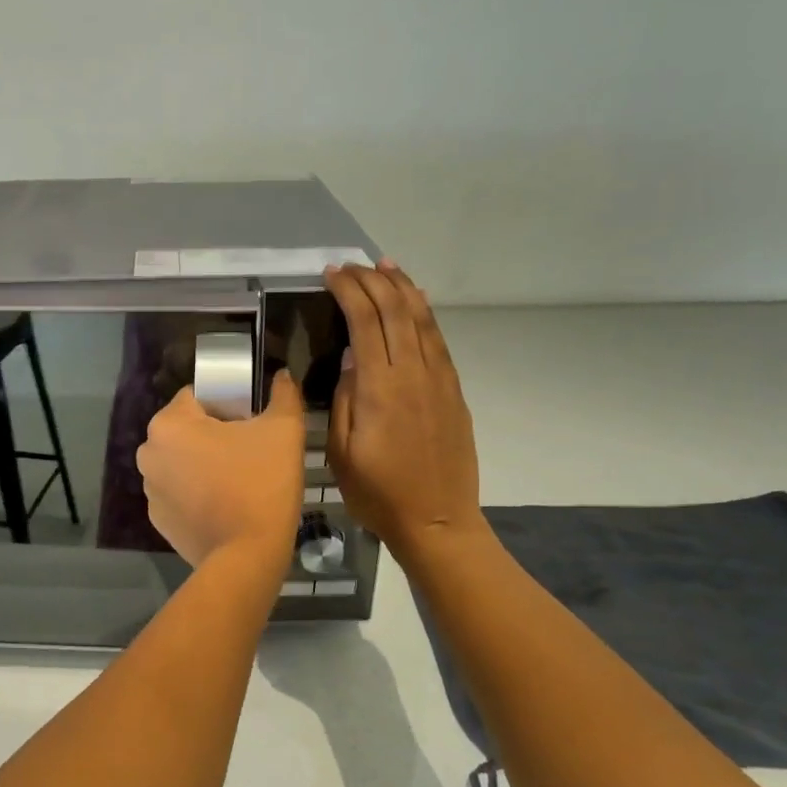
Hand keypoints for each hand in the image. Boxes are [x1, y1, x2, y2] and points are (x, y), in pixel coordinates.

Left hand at [138, 371, 305, 571]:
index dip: (227, 404)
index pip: (197, 396)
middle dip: (213, 435)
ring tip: (238, 482)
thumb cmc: (262, 484)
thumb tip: (282, 376)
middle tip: (249, 452)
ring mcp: (149, 489)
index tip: (251, 423)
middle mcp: (149, 452)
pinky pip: (179, 493)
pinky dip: (196, 493)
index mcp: (170, 423)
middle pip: (186, 429)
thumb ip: (283, 395)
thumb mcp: (284, 430)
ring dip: (203, 464)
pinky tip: (224, 505)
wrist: (248, 556)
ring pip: (181, 462)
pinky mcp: (158, 520)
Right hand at [323, 261, 482, 559]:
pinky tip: (416, 304)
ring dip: (403, 287)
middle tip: (351, 266)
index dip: (348, 291)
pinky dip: (424, 314)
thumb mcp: (343, 453)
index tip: (331, 275)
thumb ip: (345, 399)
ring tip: (386, 267)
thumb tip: (351, 358)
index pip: (365, 321)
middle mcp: (414, 373)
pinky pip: (438, 340)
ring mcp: (439, 380)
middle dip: (373, 280)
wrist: (437, 521)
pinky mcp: (454, 392)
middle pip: (396, 310)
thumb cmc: (379, 493)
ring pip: (422, 319)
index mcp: (380, 388)